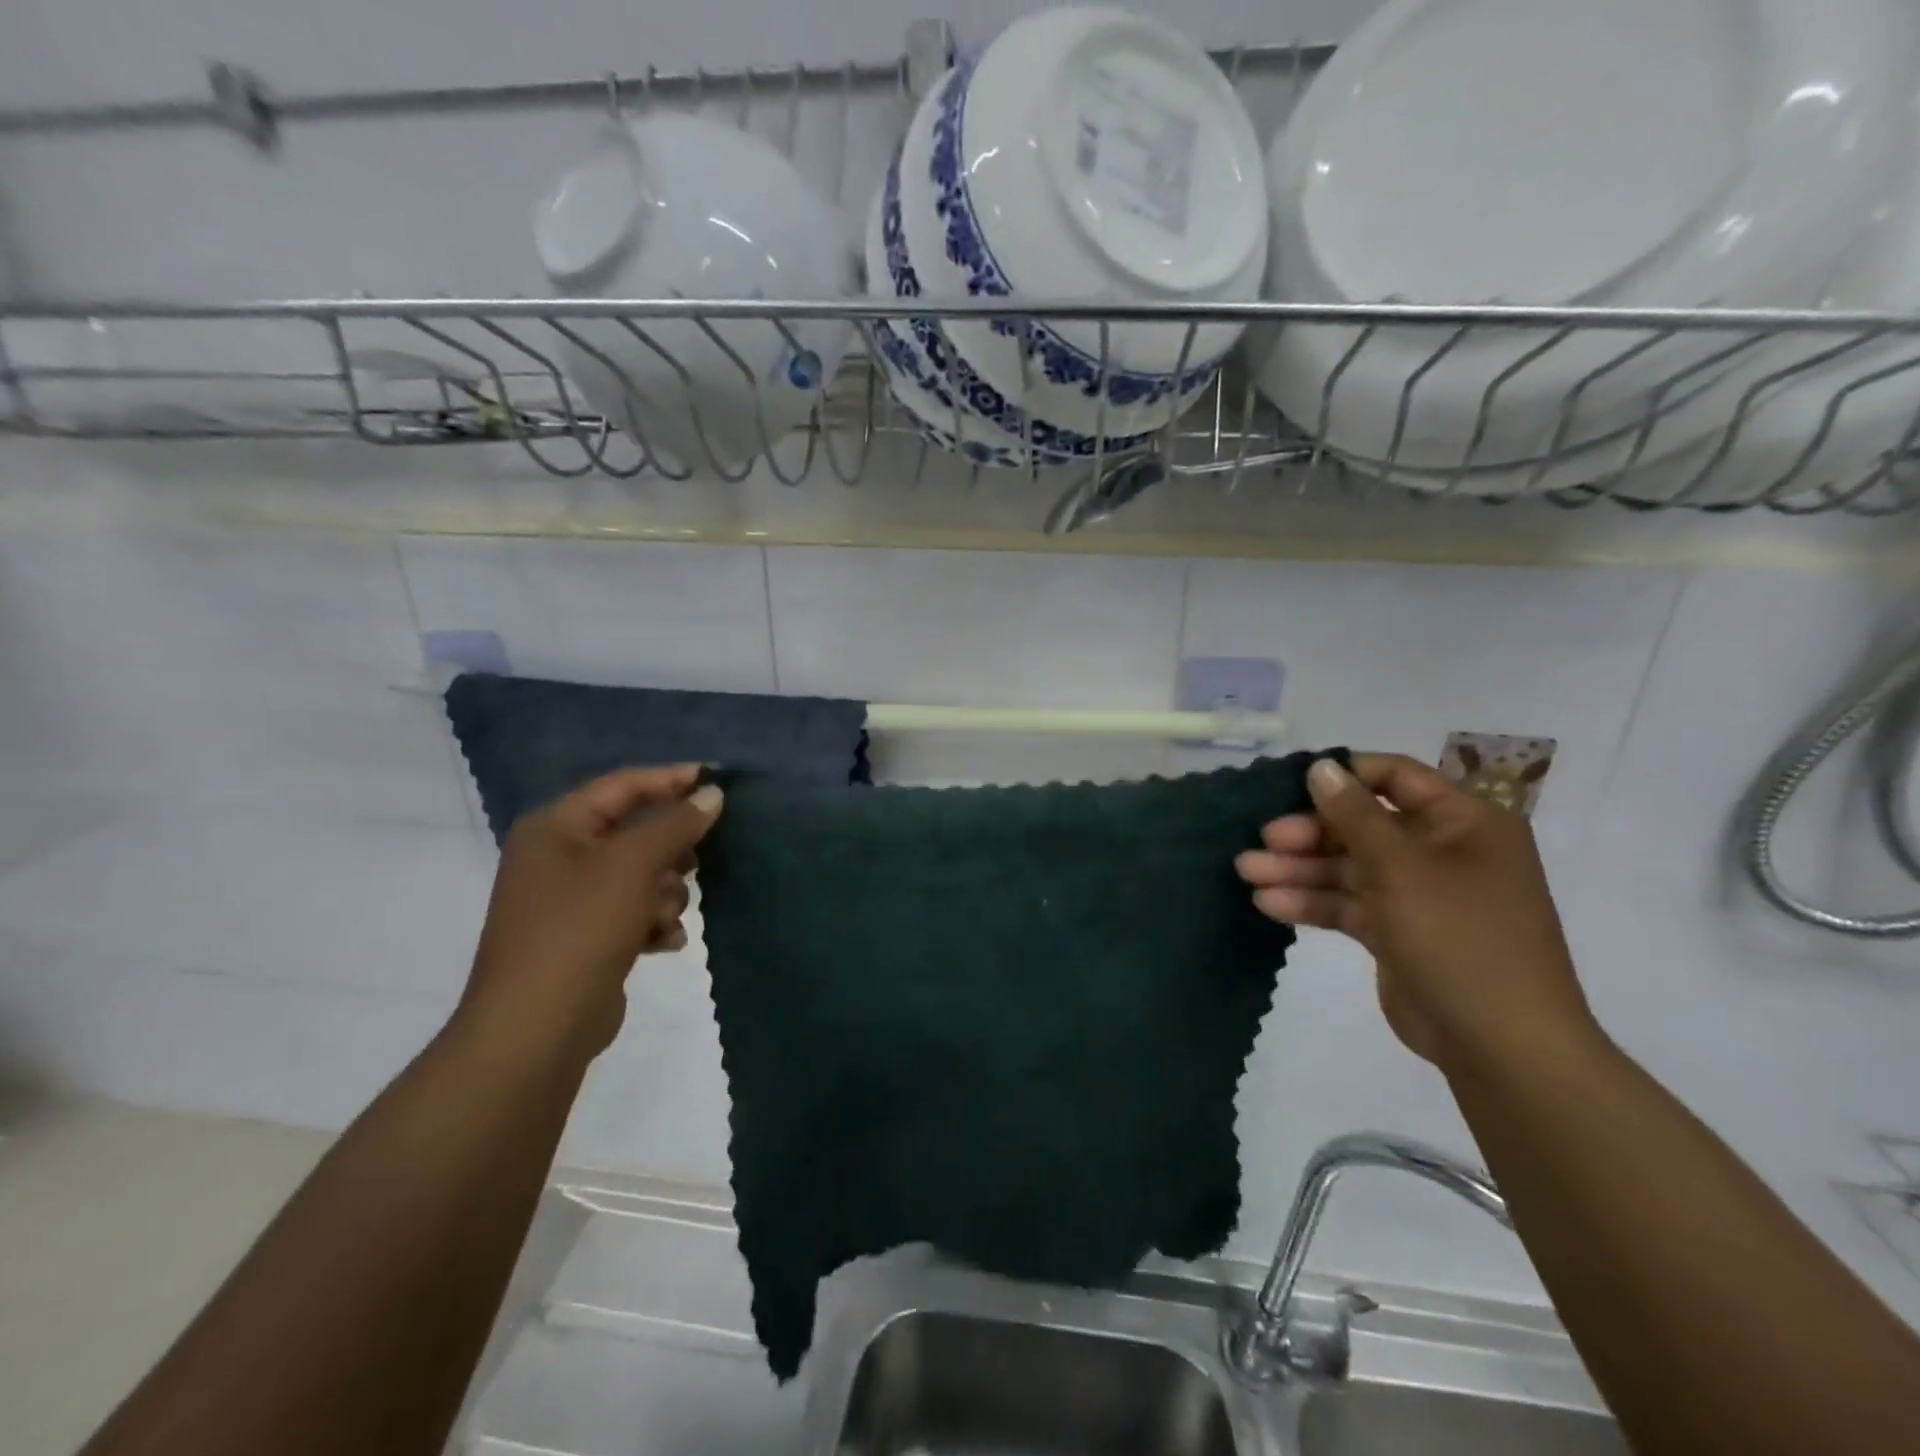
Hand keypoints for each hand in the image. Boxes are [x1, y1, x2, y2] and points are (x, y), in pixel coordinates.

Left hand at [457, 766, 722, 1063]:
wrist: (536, 1028)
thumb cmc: (581, 928)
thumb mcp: (633, 865)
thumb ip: (676, 824)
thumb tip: (712, 793)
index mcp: (556, 827)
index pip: (624, 785)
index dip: (673, 779)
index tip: (719, 781)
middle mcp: (559, 857)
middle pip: (635, 832)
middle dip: (671, 850)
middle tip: (700, 859)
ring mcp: (570, 900)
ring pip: (640, 875)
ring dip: (665, 893)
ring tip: (665, 916)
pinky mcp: (585, 937)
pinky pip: (633, 911)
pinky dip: (653, 922)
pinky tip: (664, 942)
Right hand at [1237, 754, 1599, 1077]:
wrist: (1500, 1045)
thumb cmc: (1460, 937)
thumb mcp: (1403, 867)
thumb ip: (1355, 815)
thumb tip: (1321, 766)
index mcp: (1463, 822)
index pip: (1395, 777)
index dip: (1343, 777)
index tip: (1289, 785)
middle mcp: (1441, 851)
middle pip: (1361, 826)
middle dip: (1308, 833)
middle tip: (1262, 840)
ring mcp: (1417, 893)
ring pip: (1347, 867)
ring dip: (1299, 869)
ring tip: (1247, 873)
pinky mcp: (1395, 931)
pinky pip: (1347, 904)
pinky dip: (1311, 902)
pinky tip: (1268, 904)